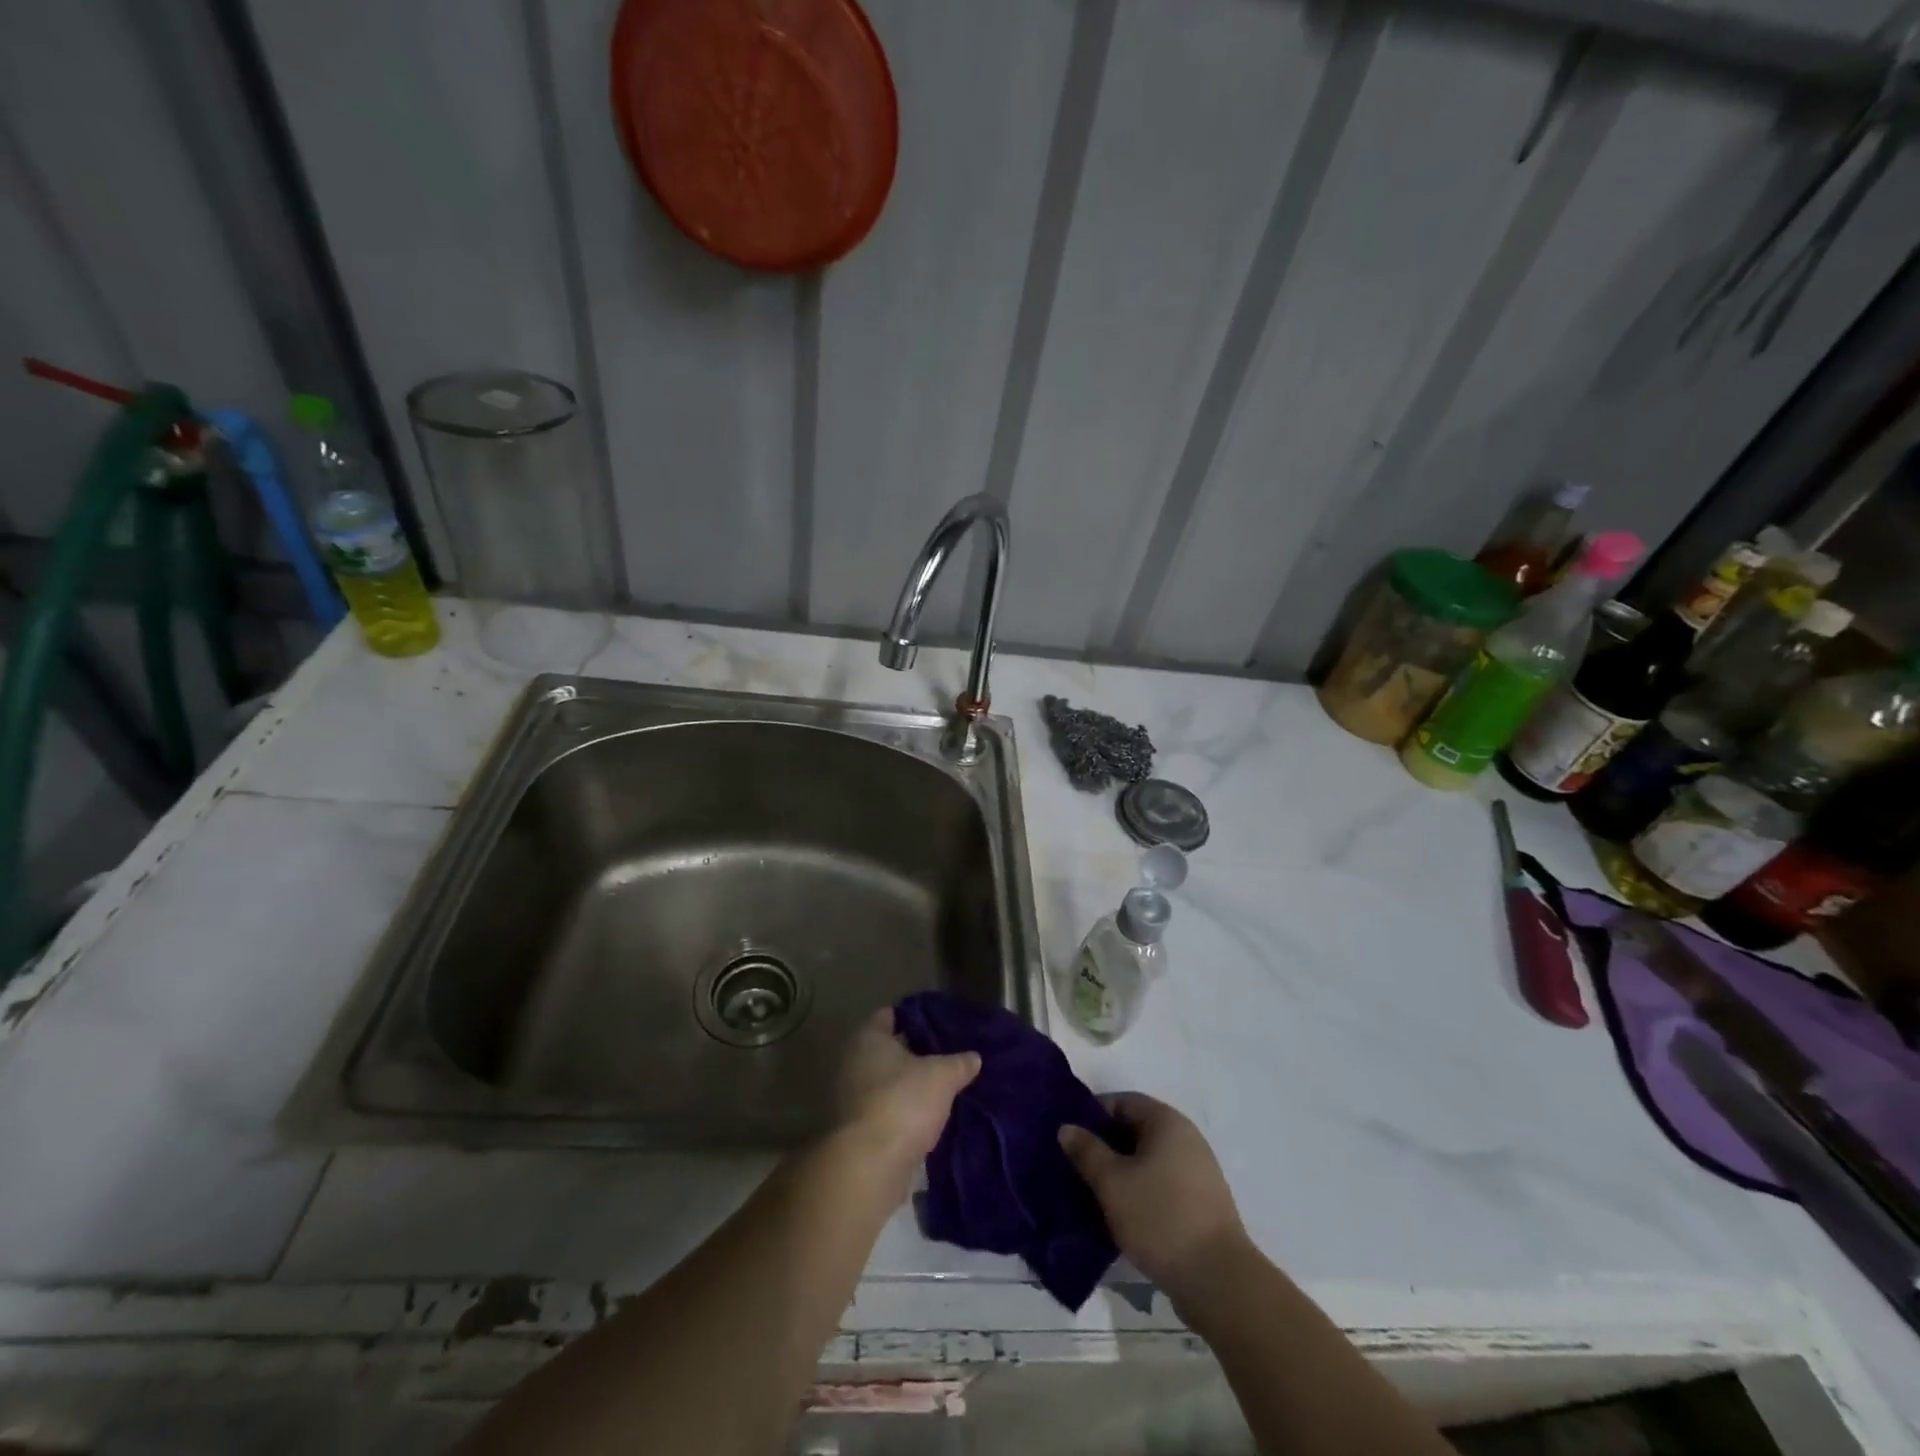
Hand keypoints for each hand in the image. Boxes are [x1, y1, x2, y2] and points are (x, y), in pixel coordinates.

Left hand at [835, 1008, 980, 1176]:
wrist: (871, 1166)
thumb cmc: (903, 1102)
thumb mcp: (942, 1076)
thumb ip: (959, 1063)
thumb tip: (974, 1057)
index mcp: (868, 1038)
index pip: (890, 1015)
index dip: (916, 1016)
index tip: (941, 1022)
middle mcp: (854, 1063)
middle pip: (890, 1050)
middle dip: (918, 1053)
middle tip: (950, 1054)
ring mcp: (854, 1099)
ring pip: (890, 1083)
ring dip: (913, 1086)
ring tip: (947, 1086)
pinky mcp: (861, 1131)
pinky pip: (889, 1111)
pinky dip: (907, 1112)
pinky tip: (933, 1116)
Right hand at [1059, 1093, 1249, 1299]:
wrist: (1218, 1281)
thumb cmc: (1160, 1218)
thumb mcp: (1112, 1183)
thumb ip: (1087, 1151)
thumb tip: (1067, 1127)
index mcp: (1167, 1121)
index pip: (1122, 1102)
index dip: (1093, 1115)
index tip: (1070, 1138)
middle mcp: (1186, 1138)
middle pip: (1136, 1130)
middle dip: (1105, 1146)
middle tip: (1076, 1167)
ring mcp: (1198, 1171)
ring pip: (1148, 1160)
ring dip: (1122, 1172)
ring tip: (1094, 1193)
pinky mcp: (1202, 1203)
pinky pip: (1162, 1184)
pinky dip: (1140, 1192)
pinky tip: (1122, 1215)